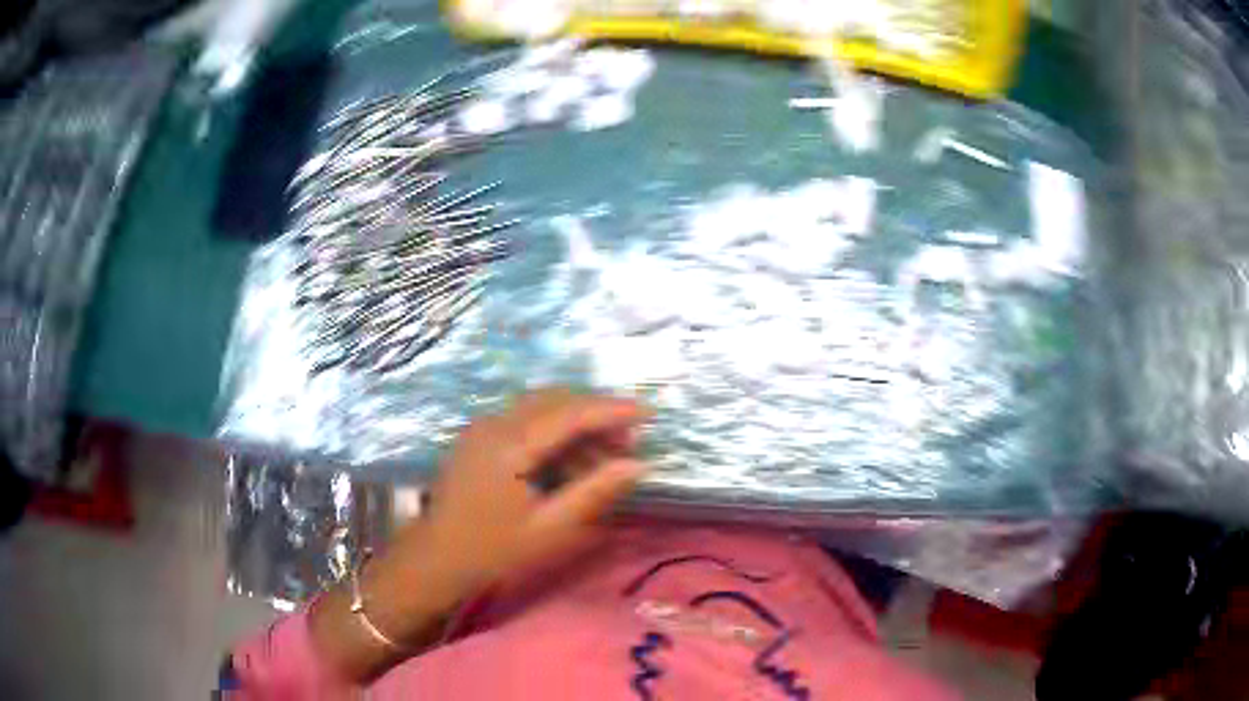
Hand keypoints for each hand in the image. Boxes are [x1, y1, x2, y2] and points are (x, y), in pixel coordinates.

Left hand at [310, 388, 650, 683]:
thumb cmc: (492, 550)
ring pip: (541, 410)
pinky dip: (555, 435)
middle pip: (555, 401)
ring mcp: (483, 428)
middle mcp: (493, 423)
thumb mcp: (549, 529)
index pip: (569, 413)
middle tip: (629, 443)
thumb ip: (594, 493)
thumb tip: (638, 465)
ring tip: (606, 459)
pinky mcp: (480, 438)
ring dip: (576, 425)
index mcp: (508, 444)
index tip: (649, 413)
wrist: (436, 558)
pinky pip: (526, 423)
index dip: (612, 410)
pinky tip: (572, 464)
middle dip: (596, 415)